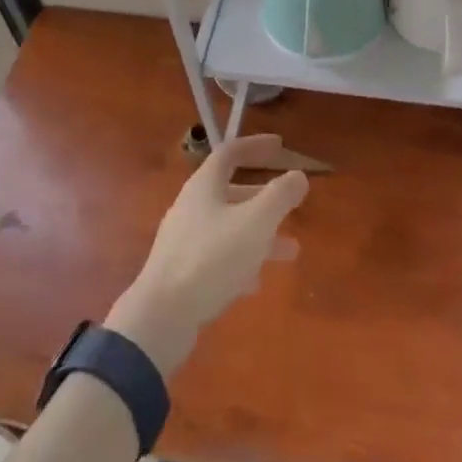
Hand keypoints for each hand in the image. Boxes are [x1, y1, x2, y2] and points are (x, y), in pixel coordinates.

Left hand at [106, 134, 308, 375]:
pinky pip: (217, 256)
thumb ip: (280, 196)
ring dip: (259, 234)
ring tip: (291, 252)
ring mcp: (183, 240)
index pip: (230, 153)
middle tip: (292, 205)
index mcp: (204, 186)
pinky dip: (240, 261)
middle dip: (265, 198)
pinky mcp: (181, 271)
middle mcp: (191, 207)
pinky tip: (255, 282)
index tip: (280, 146)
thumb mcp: (255, 222)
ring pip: (228, 227)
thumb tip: (299, 175)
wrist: (162, 314)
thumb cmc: (212, 258)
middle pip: (231, 192)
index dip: (256, 146)